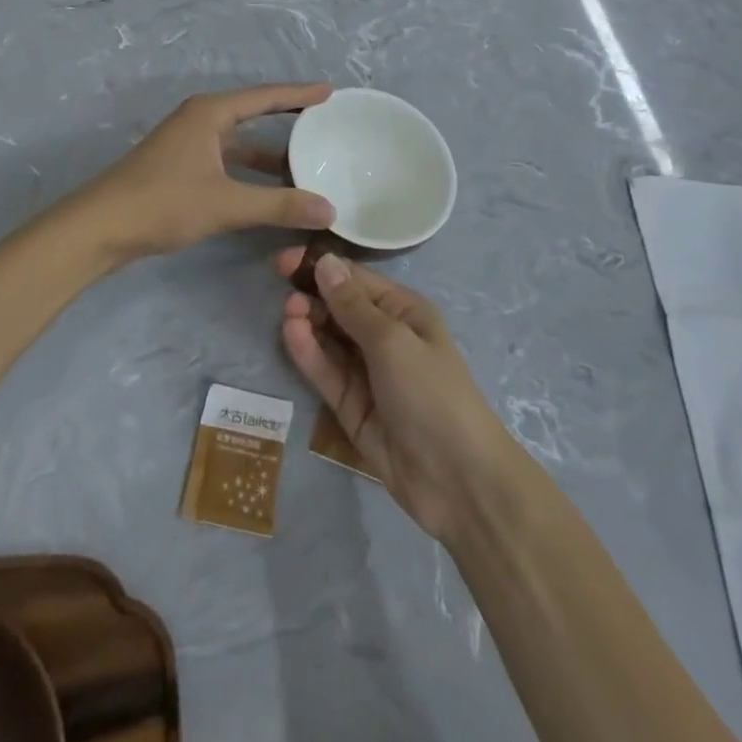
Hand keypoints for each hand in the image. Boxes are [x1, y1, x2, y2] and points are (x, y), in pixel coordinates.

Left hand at [70, 84, 335, 265]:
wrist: (99, 228)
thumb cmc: (162, 203)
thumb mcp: (226, 203)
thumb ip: (278, 205)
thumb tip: (329, 209)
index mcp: (210, 113)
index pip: (265, 97)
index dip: (299, 93)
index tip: (330, 91)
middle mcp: (199, 121)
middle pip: (253, 113)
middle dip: (287, 118)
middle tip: (324, 122)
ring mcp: (187, 145)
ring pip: (239, 142)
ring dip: (269, 152)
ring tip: (307, 161)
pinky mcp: (180, 168)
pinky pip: (227, 160)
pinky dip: (250, 171)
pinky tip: (269, 190)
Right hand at [278, 248, 518, 543]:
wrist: (457, 480)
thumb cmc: (431, 393)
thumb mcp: (392, 340)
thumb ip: (353, 304)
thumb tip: (325, 262)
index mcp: (403, 311)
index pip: (355, 279)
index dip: (321, 267)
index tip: (283, 262)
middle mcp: (384, 336)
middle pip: (339, 307)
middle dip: (312, 297)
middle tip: (288, 299)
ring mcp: (366, 372)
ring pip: (328, 339)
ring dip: (308, 323)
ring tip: (289, 315)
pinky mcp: (351, 405)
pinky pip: (326, 371)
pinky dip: (308, 353)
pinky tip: (291, 335)